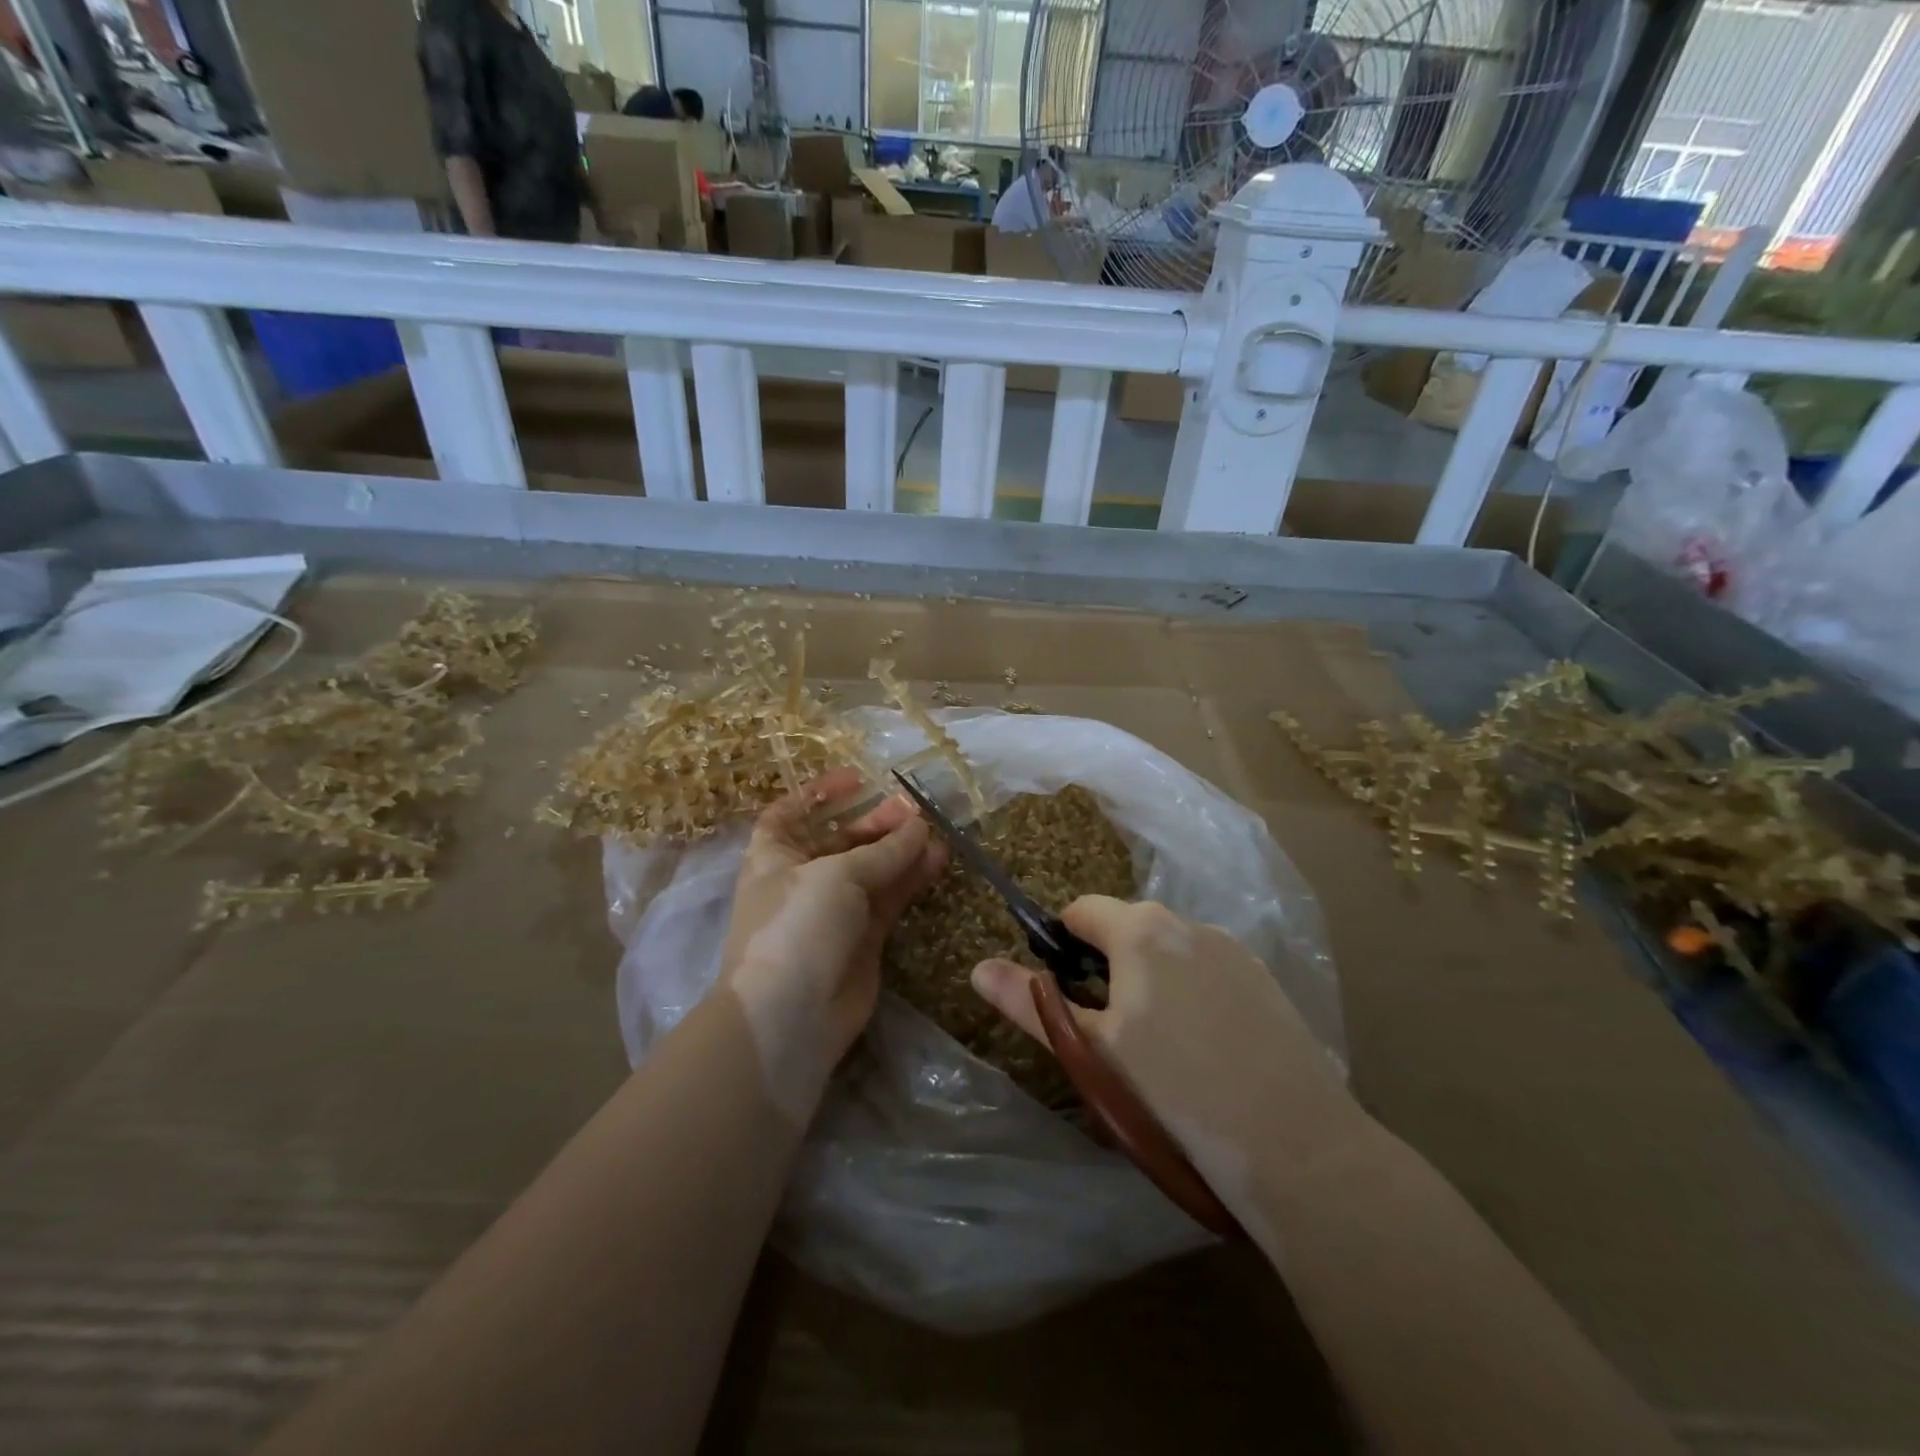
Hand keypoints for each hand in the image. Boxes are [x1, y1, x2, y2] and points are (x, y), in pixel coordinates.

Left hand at [720, 769, 946, 1115]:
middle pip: (841, 838)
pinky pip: (890, 897)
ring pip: (872, 869)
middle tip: (912, 809)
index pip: (791, 813)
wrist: (791, 1015)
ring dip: (900, 848)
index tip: (857, 779)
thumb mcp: (837, 876)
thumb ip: (883, 850)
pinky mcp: (864, 937)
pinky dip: (911, 878)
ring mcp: (835, 909)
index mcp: (775, 855)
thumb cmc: (797, 926)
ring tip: (935, 830)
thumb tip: (920, 824)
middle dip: (874, 821)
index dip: (819, 794)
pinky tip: (938, 859)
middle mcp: (803, 878)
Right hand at [971, 897, 1358, 1191]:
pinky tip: (1203, 1052)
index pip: (1080, 911)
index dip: (1061, 946)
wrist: (1293, 1144)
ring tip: (1157, 1050)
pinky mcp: (1265, 980)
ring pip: (1168, 952)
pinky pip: (1207, 971)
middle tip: (1107, 1033)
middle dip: (1105, 967)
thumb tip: (978, 968)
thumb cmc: (1173, 1091)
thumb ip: (1030, 1003)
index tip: (1064, 997)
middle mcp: (1187, 923)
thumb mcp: (1090, 1049)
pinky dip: (1190, 994)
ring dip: (1148, 981)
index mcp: (1140, 930)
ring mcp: (1232, 949)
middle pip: (1126, 930)